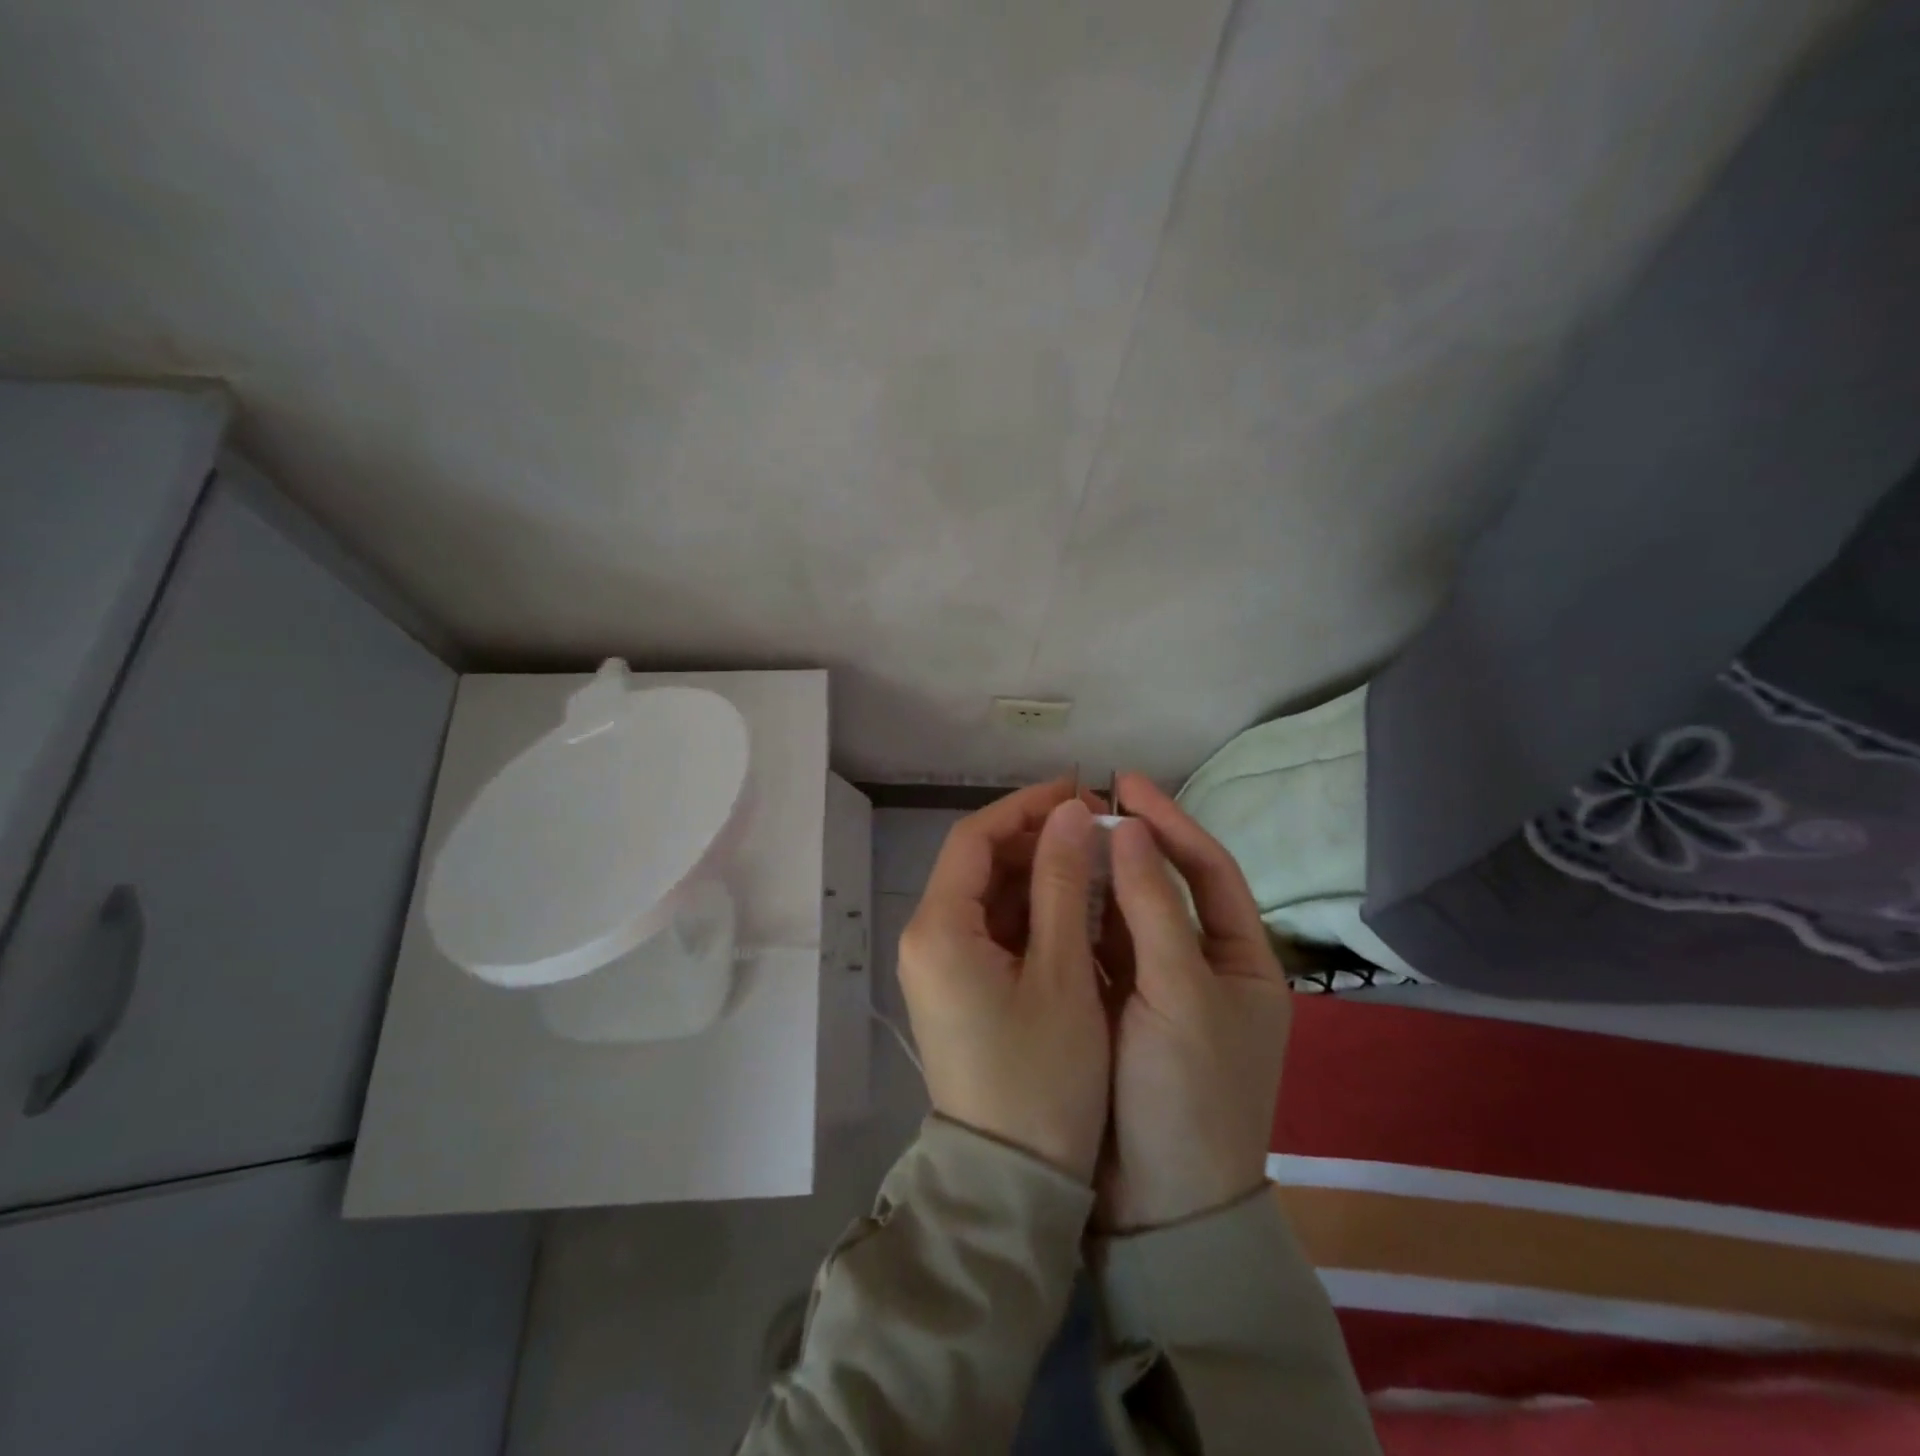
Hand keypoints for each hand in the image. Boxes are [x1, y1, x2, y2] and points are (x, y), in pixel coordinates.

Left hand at [897, 780, 1111, 1181]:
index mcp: (938, 928)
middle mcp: (926, 937)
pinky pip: (992, 926)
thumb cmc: (1042, 1078)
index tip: (1081, 792)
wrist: (1012, 1182)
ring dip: (1038, 871)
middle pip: (978, 862)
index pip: (974, 837)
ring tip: (1096, 859)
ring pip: (988, 893)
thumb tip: (1072, 812)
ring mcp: (940, 963)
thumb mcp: (1062, 973)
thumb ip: (1064, 884)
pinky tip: (1077, 904)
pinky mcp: (959, 985)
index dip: (1027, 806)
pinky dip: (1032, 909)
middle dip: (1035, 836)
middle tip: (1098, 826)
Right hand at [1097, 773, 1291, 1230]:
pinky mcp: (1116, 1008)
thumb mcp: (1180, 994)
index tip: (1124, 783)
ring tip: (1055, 838)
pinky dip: (1074, 919)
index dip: (1169, 822)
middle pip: (1163, 888)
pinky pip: (1095, 949)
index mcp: (1242, 960)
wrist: (1159, 1205)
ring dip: (1095, 878)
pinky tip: (1044, 892)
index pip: (1207, 870)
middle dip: (1126, 846)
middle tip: (1079, 805)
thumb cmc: (1188, 1093)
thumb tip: (1127, 829)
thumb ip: (1152, 907)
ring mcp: (1156, 988)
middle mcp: (1202, 966)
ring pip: (1123, 916)